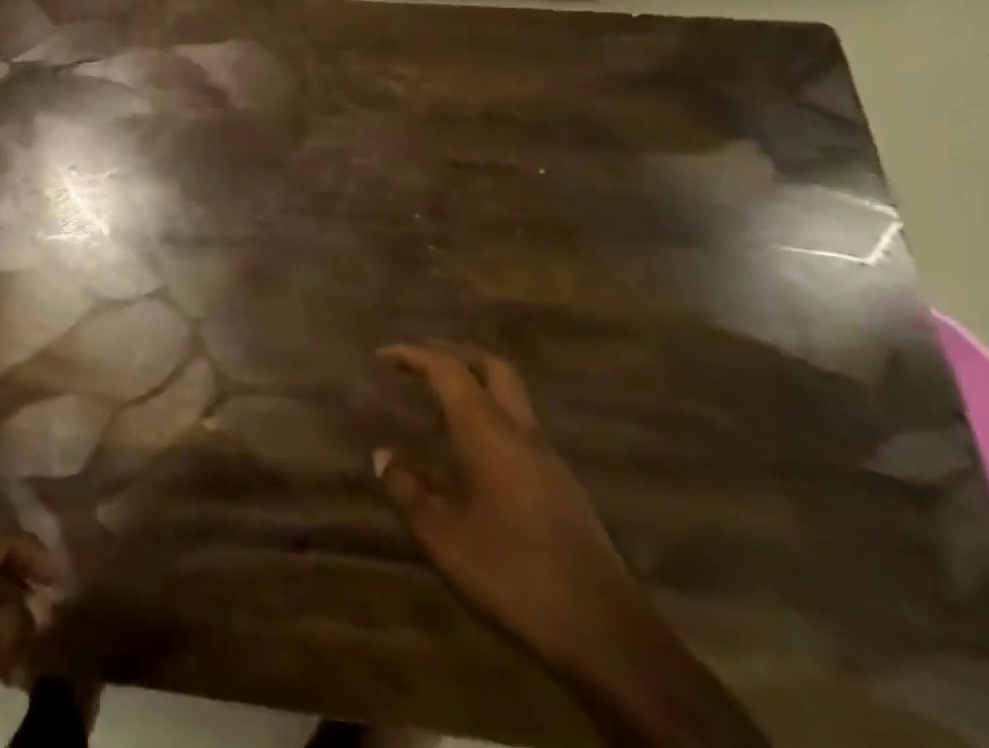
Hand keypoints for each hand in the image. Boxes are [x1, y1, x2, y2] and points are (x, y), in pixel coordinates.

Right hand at [373, 344, 656, 679]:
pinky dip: (490, 419)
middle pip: (490, 366)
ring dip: (474, 387)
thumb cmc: (512, 573)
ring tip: (438, 408)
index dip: (413, 354)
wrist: (605, 634)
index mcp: (487, 430)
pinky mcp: (563, 486)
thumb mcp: (442, 536)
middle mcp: (520, 431)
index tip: (383, 356)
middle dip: (453, 355)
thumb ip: (408, 489)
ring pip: (511, 397)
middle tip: (419, 366)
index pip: (447, 368)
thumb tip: (384, 455)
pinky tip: (472, 454)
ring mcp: (548, 458)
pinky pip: (520, 429)